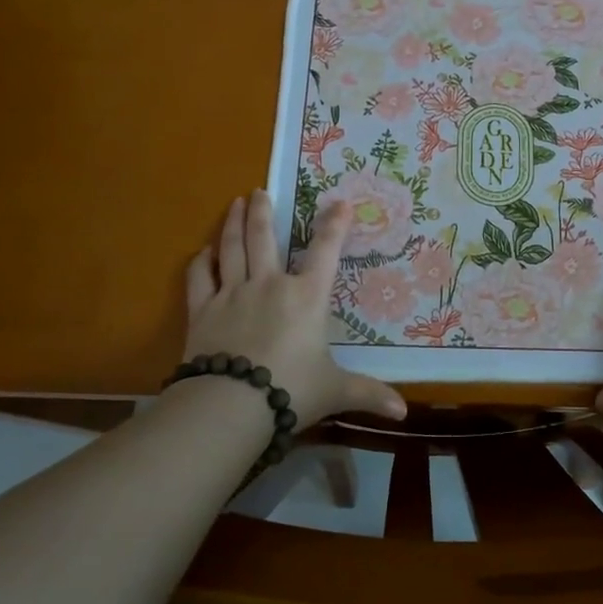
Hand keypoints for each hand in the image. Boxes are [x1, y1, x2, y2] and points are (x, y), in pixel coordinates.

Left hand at [181, 191, 405, 428]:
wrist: (231, 404)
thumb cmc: (291, 390)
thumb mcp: (335, 391)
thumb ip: (368, 394)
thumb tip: (403, 412)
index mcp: (306, 297)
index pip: (325, 251)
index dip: (334, 225)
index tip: (339, 202)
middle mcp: (269, 285)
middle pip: (264, 238)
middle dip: (264, 211)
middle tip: (259, 191)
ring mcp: (232, 294)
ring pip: (232, 249)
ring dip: (233, 224)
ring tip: (235, 203)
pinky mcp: (202, 311)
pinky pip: (200, 278)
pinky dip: (201, 262)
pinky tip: (202, 252)